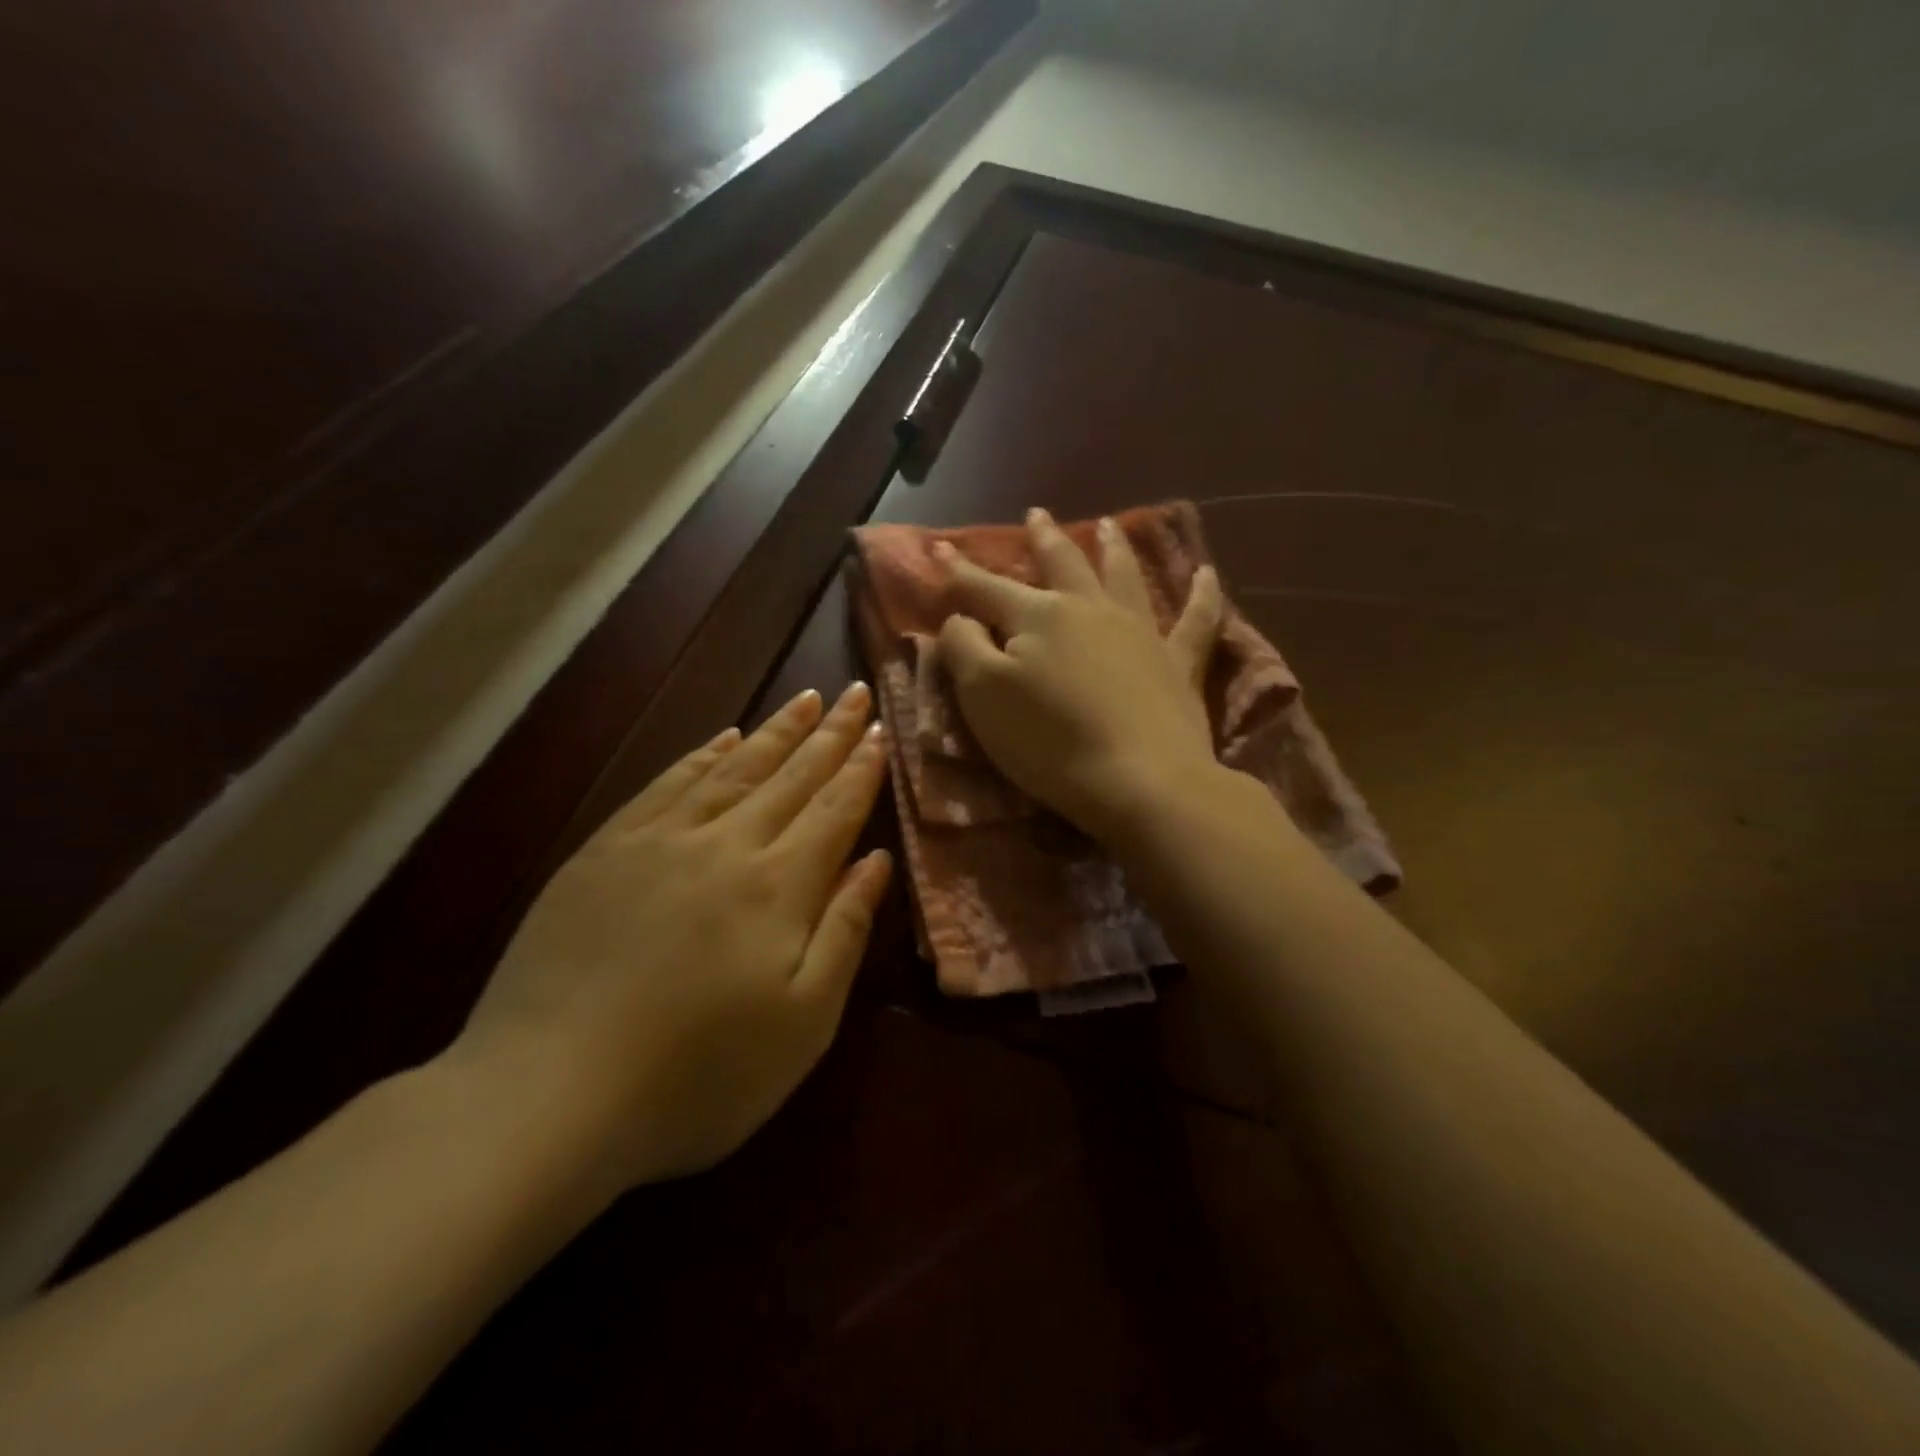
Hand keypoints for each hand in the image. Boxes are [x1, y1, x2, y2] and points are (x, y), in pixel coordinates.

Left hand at [448, 683, 891, 1192]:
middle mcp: (726, 845)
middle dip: (830, 733)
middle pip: (791, 776)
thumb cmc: (698, 1077)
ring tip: (805, 699)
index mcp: (779, 887)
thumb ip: (844, 932)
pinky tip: (722, 737)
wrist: (547, 1098)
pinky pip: (667, 784)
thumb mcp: (803, 1023)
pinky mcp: (605, 851)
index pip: (834, 809)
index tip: (882, 729)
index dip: (862, 768)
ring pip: (733, 768)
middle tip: (854, 691)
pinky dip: (702, 754)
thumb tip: (877, 861)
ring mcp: (660, 842)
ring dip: (775, 731)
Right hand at [936, 507, 1224, 840]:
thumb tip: (962, 618)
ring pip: (1124, 576)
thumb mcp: (983, 696)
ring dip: (1113, 547)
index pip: (987, 587)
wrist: (1140, 781)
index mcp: (1038, 616)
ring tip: (1108, 524)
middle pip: (1062, 564)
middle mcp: (1089, 609)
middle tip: (1037, 513)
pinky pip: (1197, 618)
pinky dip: (1204, 594)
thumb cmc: (1049, 743)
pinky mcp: (1179, 662)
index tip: (939, 549)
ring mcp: (1140, 631)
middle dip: (1043, 538)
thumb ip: (964, 648)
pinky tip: (1208, 573)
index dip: (959, 570)